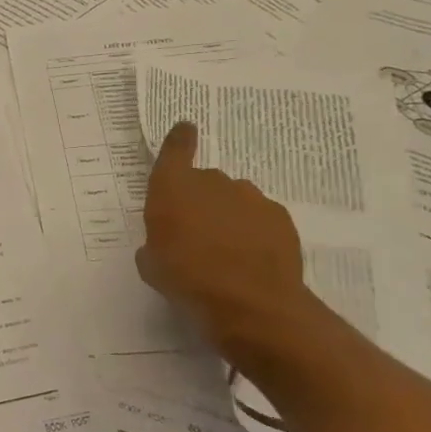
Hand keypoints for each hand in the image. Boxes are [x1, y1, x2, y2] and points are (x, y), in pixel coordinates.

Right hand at [136, 122, 310, 353]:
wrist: (251, 303)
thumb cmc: (186, 278)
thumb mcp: (151, 265)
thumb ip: (154, 244)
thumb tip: (162, 244)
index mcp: (172, 187)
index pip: (175, 149)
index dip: (180, 139)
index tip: (186, 128)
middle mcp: (212, 182)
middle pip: (204, 181)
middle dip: (200, 201)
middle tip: (196, 234)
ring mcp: (250, 197)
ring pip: (234, 200)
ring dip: (228, 217)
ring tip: (226, 253)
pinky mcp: (280, 217)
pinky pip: (260, 218)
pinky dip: (254, 232)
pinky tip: (251, 260)